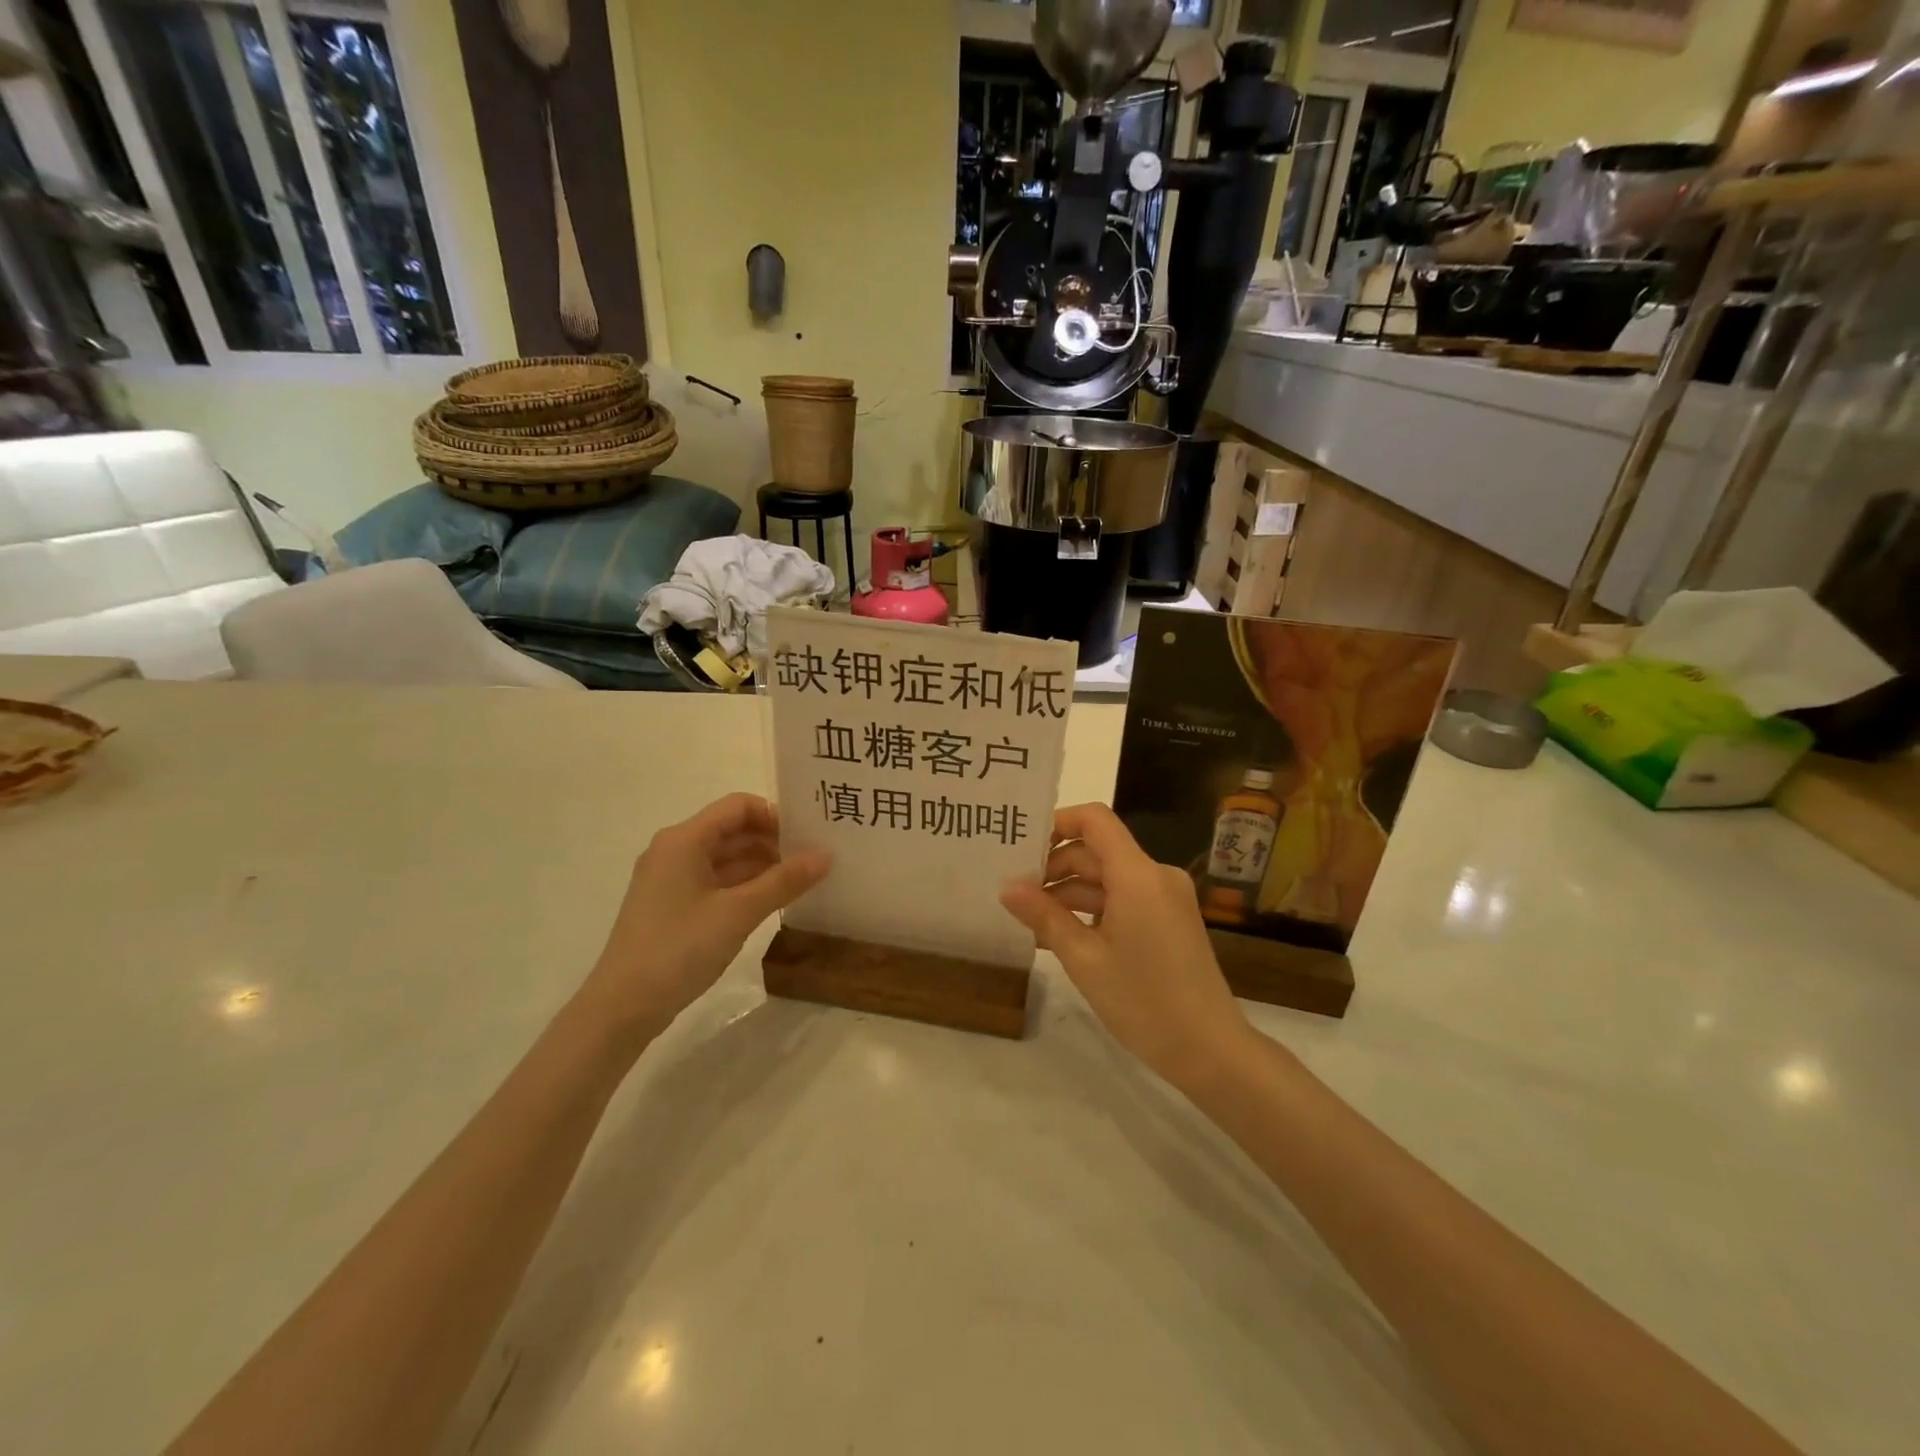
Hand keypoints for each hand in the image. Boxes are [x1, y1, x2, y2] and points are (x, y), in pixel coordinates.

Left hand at [581, 793, 829, 1037]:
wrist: (621, 1008)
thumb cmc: (679, 949)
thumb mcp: (738, 913)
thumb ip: (784, 881)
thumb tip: (826, 855)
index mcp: (684, 840)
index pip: (738, 806)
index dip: (775, 815)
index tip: (807, 837)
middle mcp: (674, 851)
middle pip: (732, 831)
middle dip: (773, 842)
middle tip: (813, 860)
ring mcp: (670, 880)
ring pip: (725, 859)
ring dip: (761, 866)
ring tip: (800, 883)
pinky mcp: (671, 906)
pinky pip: (715, 883)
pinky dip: (744, 887)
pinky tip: (771, 903)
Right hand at [1001, 803, 1249, 1090]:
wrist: (1210, 1050)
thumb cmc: (1143, 1001)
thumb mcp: (1084, 959)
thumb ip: (1044, 916)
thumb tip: (1007, 887)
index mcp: (1138, 874)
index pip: (1094, 820)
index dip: (1057, 823)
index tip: (1022, 847)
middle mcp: (1156, 875)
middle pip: (1097, 851)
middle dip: (1055, 867)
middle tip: (1015, 892)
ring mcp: (1166, 898)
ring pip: (1108, 878)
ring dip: (1070, 893)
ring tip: (1029, 919)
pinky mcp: (1170, 920)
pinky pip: (1124, 899)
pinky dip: (1093, 910)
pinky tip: (1061, 934)